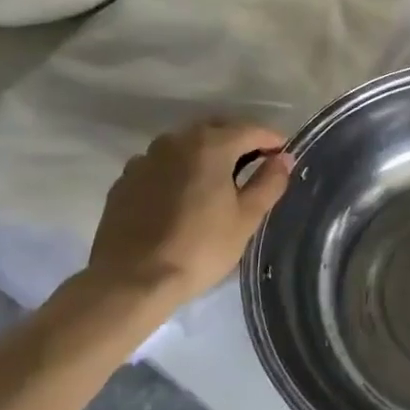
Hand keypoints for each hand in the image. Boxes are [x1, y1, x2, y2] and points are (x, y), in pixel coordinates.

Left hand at [87, 121, 292, 304]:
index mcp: (210, 146)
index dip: (272, 140)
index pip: (251, 130)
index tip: (284, 155)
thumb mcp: (246, 219)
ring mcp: (145, 159)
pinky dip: (179, 170)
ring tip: (220, 179)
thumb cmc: (200, 248)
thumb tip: (284, 159)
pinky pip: (161, 164)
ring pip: (185, 144)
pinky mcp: (125, 180)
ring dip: (207, 153)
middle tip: (256, 163)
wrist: (132, 280)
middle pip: (216, 129)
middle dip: (239, 140)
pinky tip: (184, 195)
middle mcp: (175, 141)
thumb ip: (269, 183)